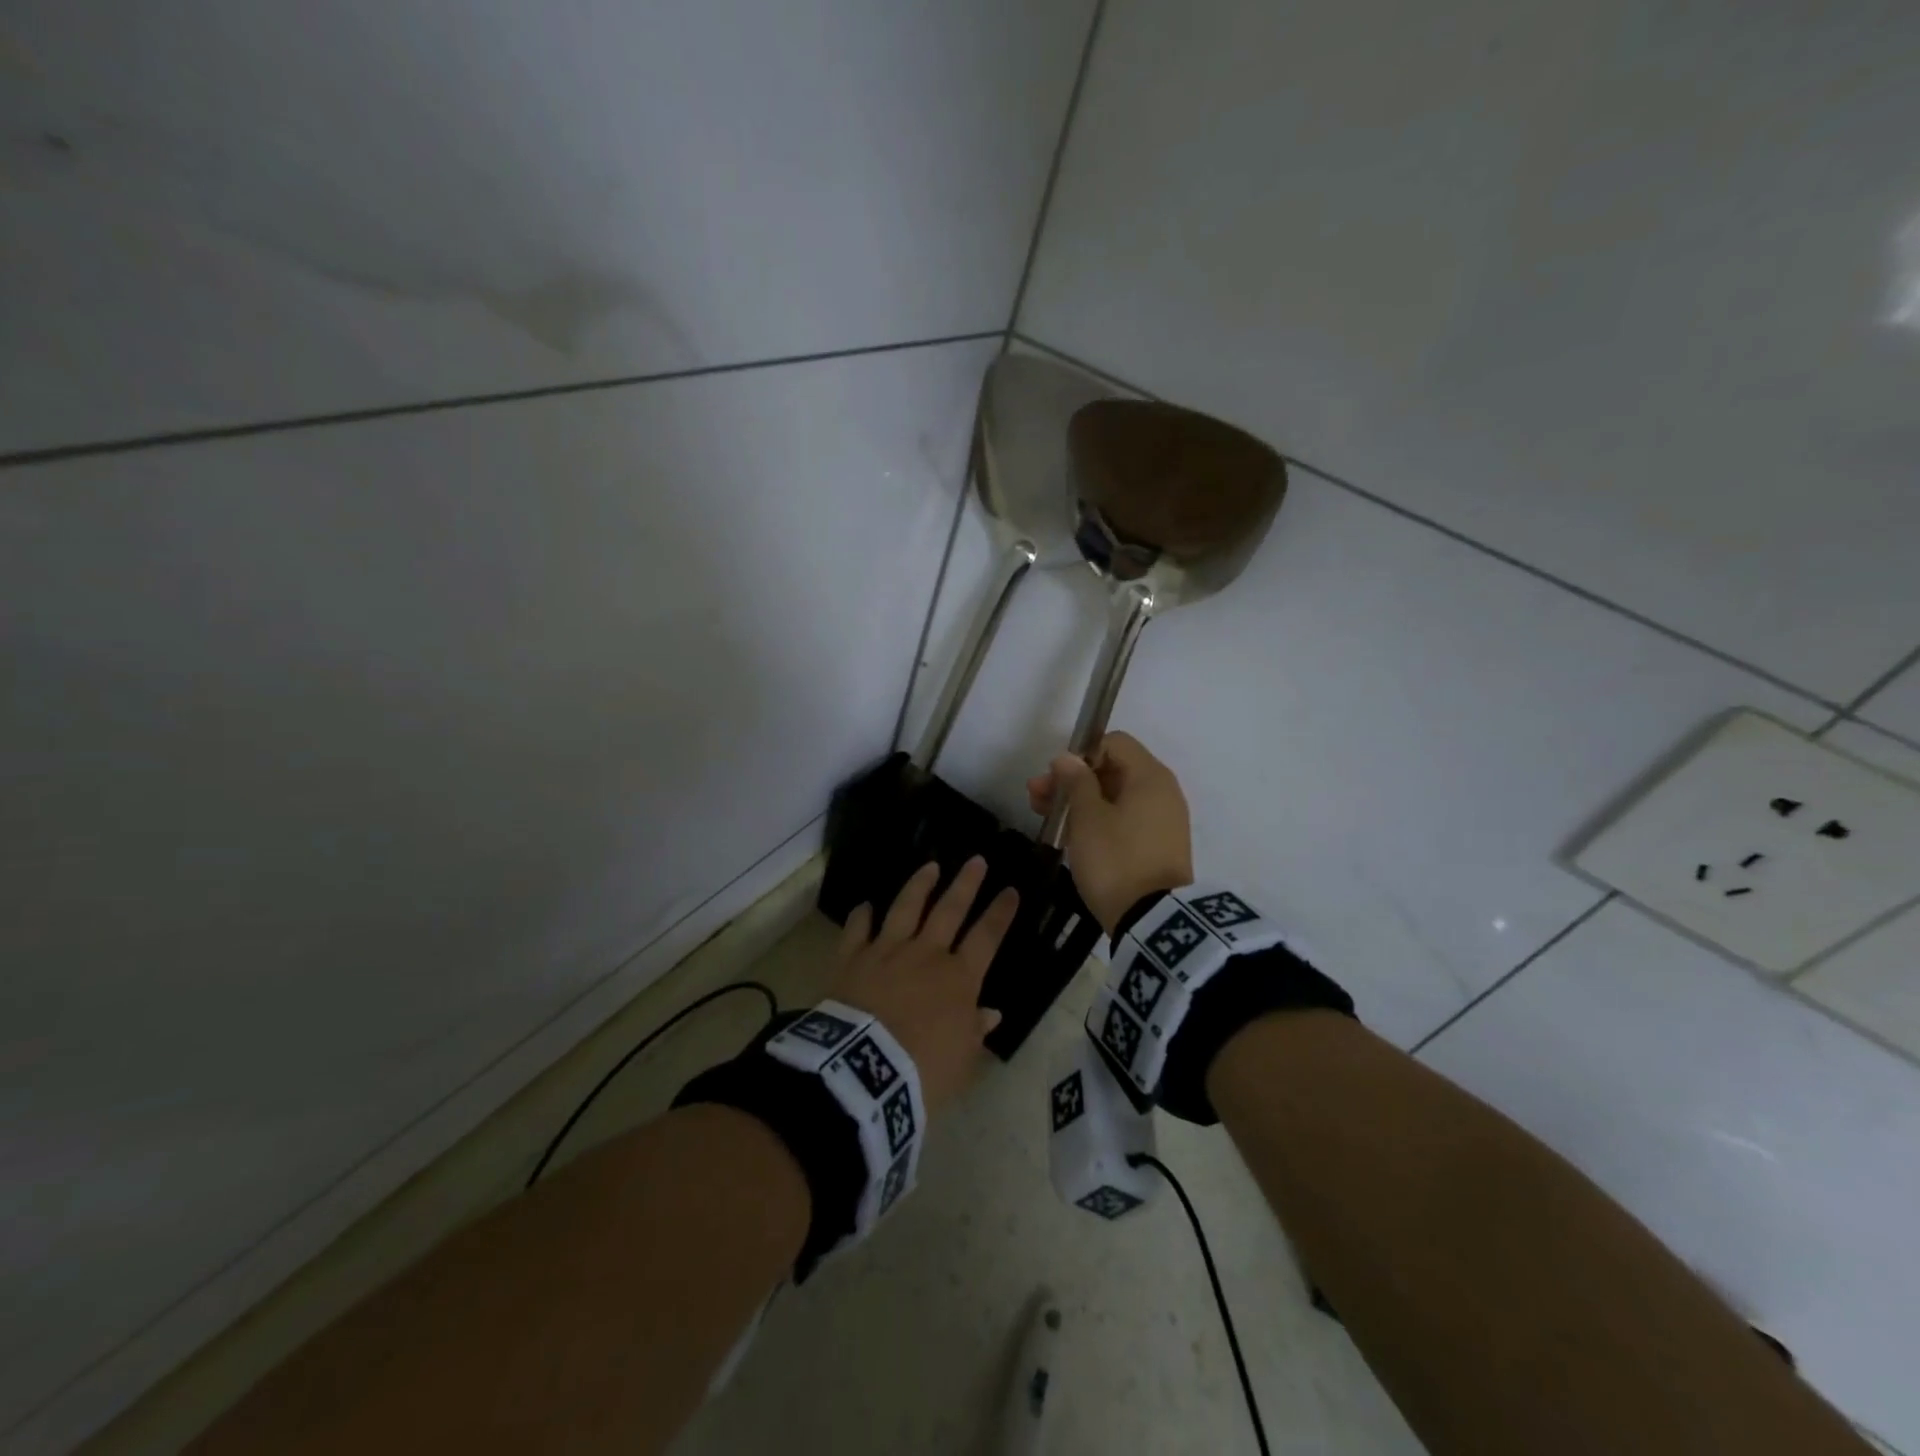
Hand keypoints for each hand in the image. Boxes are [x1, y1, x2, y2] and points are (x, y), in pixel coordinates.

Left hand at [831, 857, 1017, 1115]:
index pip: (987, 937)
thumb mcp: (961, 1059)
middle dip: (966, 884)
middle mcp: (926, 954)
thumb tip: (990, 1013)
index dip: (1000, 913)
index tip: (1011, 890)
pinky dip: (861, 917)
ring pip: (906, 908)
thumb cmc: (923, 1070)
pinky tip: (864, 906)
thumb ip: (975, 1031)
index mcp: (959, 978)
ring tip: (929, 866)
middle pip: (949, 910)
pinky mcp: (852, 958)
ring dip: (919, 885)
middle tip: (976, 859)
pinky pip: (858, 930)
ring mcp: (887, 950)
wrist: (865, 1069)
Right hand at [1026, 731, 1192, 932]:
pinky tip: (1071, 836)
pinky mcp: (1157, 846)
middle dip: (1072, 780)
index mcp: (1150, 776)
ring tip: (1045, 817)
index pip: (1114, 743)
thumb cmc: (1116, 859)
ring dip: (1079, 802)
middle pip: (1112, 770)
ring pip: (1115, 797)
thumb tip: (1067, 758)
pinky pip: (1124, 820)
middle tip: (1036, 798)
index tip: (1057, 779)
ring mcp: (1162, 821)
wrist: (1152, 921)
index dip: (1080, 754)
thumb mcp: (1087, 818)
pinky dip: (1098, 821)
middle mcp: (1162, 792)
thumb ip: (1075, 782)